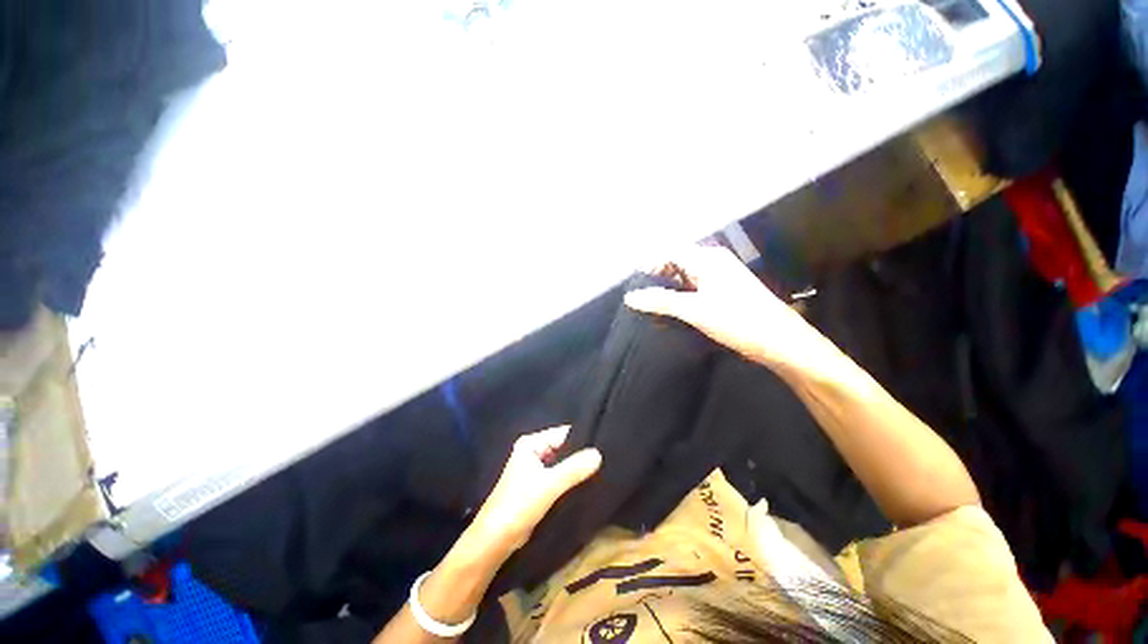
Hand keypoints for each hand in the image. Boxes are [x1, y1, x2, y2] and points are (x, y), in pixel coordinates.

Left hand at [465, 426, 601, 558]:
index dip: (582, 438)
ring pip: (562, 463)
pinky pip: (559, 476)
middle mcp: (532, 451)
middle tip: (605, 458)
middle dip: (581, 454)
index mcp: (530, 443)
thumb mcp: (549, 485)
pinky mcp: (537, 485)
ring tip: (601, 469)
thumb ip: (573, 468)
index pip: (562, 433)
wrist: (495, 541)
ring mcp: (534, 469)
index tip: (604, 443)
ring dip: (576, 468)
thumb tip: (599, 453)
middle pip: (563, 447)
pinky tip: (587, 482)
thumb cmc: (518, 506)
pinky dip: (570, 479)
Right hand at [624, 245, 827, 372]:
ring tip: (648, 300)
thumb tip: (630, 297)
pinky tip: (671, 306)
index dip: (648, 261)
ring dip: (667, 285)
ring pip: (685, 275)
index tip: (630, 277)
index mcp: (707, 259)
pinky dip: (679, 294)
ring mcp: (720, 277)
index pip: (669, 251)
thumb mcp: (693, 310)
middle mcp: (713, 262)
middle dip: (656, 273)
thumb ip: (660, 301)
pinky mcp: (724, 291)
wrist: (779, 340)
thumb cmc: (737, 320)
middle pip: (677, 261)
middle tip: (636, 291)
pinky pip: (694, 286)